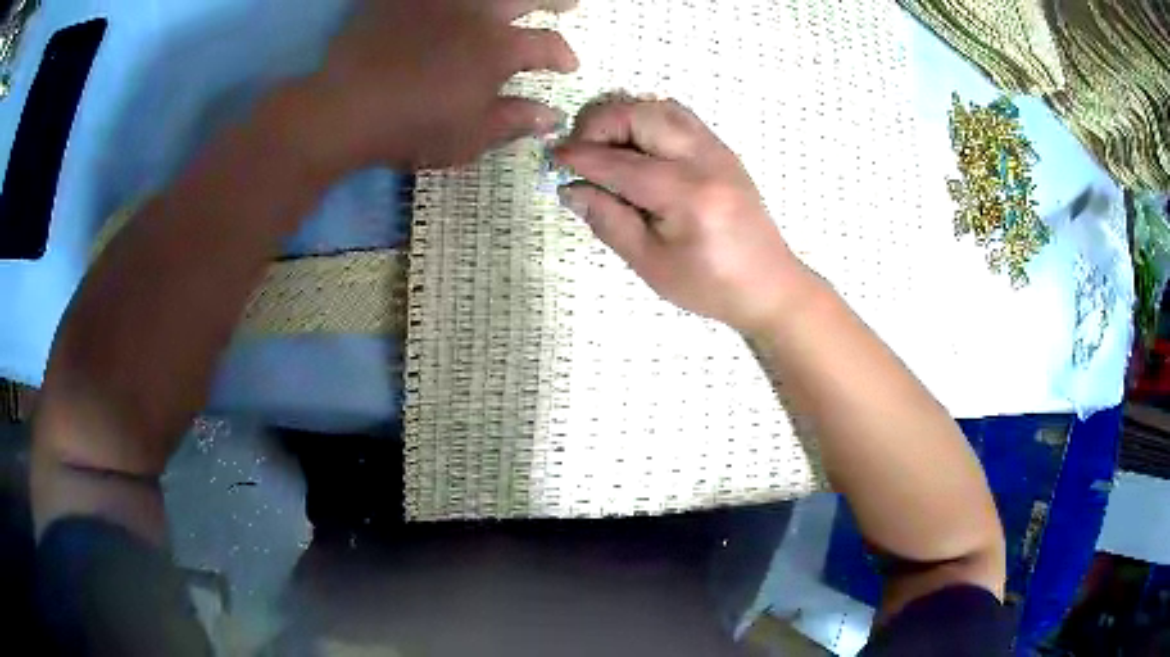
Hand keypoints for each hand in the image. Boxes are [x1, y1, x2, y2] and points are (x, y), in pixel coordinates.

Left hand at [299, 0, 579, 172]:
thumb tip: (552, 117)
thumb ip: (513, 121)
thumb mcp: (469, 137)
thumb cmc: (411, 129)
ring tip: (514, 2)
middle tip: (567, 4)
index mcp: (498, 48)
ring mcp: (439, 1)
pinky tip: (455, 3)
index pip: (547, 45)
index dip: (563, 56)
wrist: (343, 109)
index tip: (568, 67)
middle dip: (556, 0)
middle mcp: (477, 14)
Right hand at [554, 98, 808, 334]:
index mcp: (686, 195)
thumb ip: (608, 220)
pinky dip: (648, 120)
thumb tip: (570, 189)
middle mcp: (704, 160)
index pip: (619, 162)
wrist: (769, 284)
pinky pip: (679, 117)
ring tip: (605, 146)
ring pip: (661, 107)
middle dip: (600, 124)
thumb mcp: (650, 264)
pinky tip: (636, 146)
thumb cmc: (709, 285)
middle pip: (641, 115)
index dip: (579, 157)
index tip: (552, 157)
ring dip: (625, 117)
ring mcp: (718, 150)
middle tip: (580, 151)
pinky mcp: (723, 150)